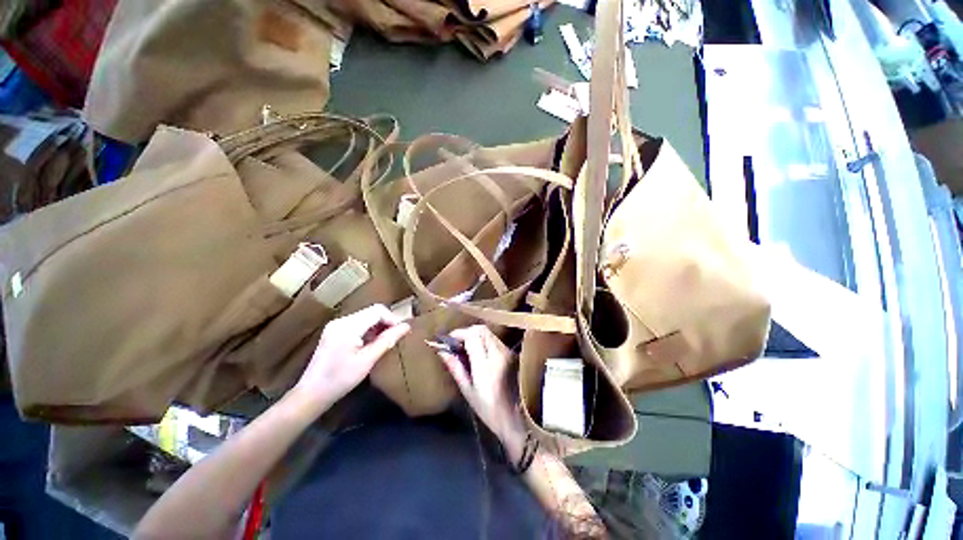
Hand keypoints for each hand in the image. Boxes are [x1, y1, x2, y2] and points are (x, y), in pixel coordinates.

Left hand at [294, 304, 409, 408]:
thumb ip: (387, 340)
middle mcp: (341, 321)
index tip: (400, 332)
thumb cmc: (341, 379)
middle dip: (386, 322)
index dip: (392, 318)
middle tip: (395, 337)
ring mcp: (335, 325)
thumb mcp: (367, 360)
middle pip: (371, 311)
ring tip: (385, 341)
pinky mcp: (333, 331)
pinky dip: (368, 329)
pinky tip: (371, 343)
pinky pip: (357, 323)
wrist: (311, 394)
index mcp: (348, 326)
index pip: (377, 310)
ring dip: (378, 326)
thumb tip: (406, 326)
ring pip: (365, 316)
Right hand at [436, 325, 527, 461]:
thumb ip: (455, 366)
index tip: (447, 341)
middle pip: (481, 330)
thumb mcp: (467, 390)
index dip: (458, 334)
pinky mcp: (511, 353)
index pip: (472, 337)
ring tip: (465, 348)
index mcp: (486, 365)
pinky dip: (482, 340)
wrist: (517, 419)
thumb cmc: (488, 410)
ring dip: (474, 335)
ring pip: (488, 332)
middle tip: (455, 344)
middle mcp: (499, 353)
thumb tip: (441, 350)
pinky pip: (494, 339)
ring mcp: (507, 352)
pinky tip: (477, 352)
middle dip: (466, 332)